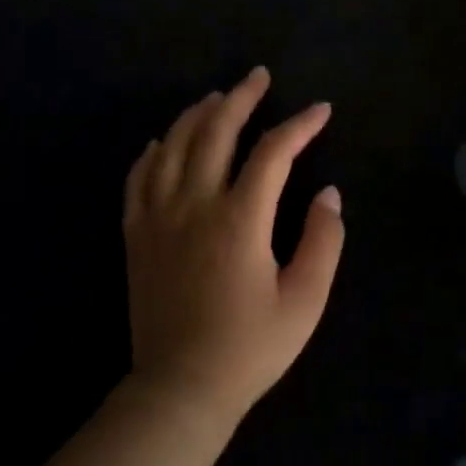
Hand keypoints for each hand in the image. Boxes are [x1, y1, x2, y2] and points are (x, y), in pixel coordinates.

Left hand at [122, 67, 344, 422]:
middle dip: (241, 99)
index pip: (273, 153)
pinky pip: (139, 179)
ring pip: (173, 147)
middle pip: (215, 133)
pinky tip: (162, 142)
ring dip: (197, 116)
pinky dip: (153, 152)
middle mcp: (194, 205)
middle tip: (259, 77)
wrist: (181, 388)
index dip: (300, 126)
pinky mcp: (136, 236)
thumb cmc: (250, 347)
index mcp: (240, 220)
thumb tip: (329, 194)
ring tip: (216, 98)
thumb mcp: (305, 300)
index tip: (321, 110)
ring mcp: (158, 218)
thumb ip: (323, 241)